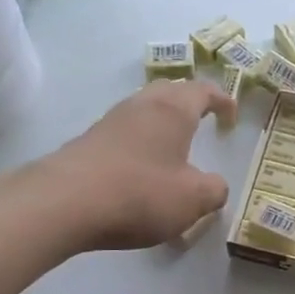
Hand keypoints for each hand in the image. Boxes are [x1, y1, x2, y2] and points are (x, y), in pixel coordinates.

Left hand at [0, 80, 233, 254]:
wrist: (63, 203)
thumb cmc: (140, 193)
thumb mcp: (194, 199)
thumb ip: (215, 190)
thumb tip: (214, 186)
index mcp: (173, 110)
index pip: (203, 90)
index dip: (221, 100)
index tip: (231, 114)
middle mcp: (141, 106)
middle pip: (169, 91)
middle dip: (189, 102)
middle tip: (203, 119)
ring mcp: (110, 122)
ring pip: (143, 110)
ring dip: (161, 122)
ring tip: (173, 146)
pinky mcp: (88, 142)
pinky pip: (124, 133)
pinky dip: (140, 142)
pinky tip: (142, 168)